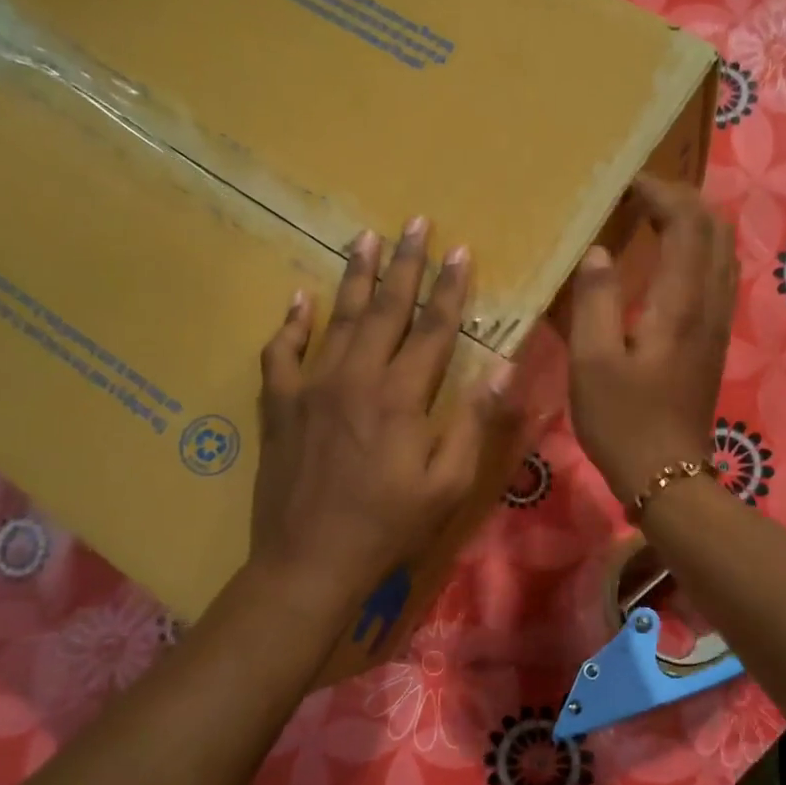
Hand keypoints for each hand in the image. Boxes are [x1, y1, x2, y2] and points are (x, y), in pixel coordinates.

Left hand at [250, 218, 515, 610]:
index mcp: (402, 397)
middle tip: (413, 223)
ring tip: (364, 237)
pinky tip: (299, 298)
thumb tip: (505, 367)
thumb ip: (474, 422)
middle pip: (384, 309)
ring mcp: (311, 387)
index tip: (460, 251)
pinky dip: (291, 322)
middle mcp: (356, 377)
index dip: (450, 289)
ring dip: (353, 276)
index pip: (434, 329)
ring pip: (336, 318)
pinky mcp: (279, 405)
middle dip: (403, 265)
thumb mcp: (448, 484)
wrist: (310, 561)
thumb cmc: (389, 527)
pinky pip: (281, 352)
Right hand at [567, 177, 737, 504]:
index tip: (624, 185)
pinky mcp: (712, 342)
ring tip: (652, 219)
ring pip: (721, 252)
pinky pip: (716, 277)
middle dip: (682, 199)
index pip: (686, 223)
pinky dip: (696, 253)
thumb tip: (598, 253)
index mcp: (681, 303)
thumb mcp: (593, 362)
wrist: (667, 476)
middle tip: (639, 196)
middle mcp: (710, 304)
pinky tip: (667, 264)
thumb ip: (595, 300)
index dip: (659, 193)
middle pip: (714, 229)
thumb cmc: (623, 421)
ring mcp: (717, 323)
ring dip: (693, 224)